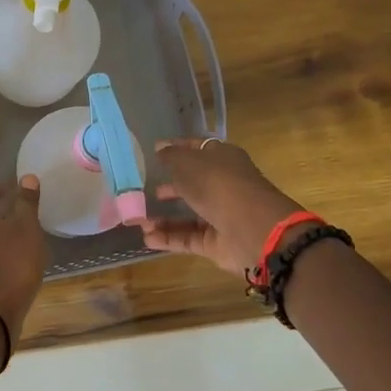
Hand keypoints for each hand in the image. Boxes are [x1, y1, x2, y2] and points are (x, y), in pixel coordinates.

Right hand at [141, 138, 304, 276]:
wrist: (254, 231)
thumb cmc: (220, 185)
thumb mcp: (189, 163)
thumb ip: (171, 156)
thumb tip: (160, 149)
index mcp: (223, 159)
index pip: (197, 149)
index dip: (176, 148)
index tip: (153, 151)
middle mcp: (222, 185)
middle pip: (192, 184)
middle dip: (169, 186)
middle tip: (142, 188)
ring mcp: (220, 215)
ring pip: (187, 214)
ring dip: (162, 217)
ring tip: (136, 218)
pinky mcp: (215, 242)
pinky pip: (187, 238)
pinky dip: (167, 238)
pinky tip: (146, 237)